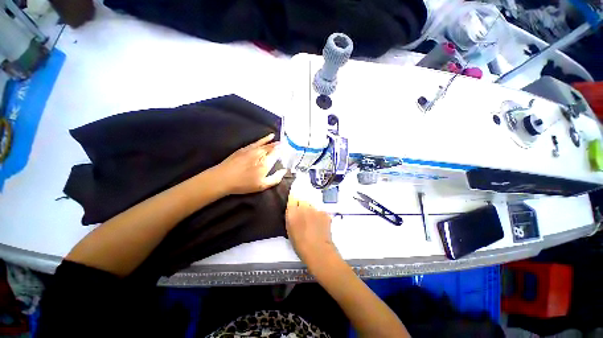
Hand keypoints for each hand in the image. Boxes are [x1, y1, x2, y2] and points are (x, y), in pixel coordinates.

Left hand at [213, 133, 286, 194]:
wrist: (223, 178)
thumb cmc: (244, 184)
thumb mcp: (262, 185)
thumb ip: (275, 178)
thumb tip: (284, 171)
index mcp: (266, 162)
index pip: (277, 153)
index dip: (283, 151)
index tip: (288, 150)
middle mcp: (260, 153)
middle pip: (272, 147)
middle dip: (280, 145)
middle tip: (286, 145)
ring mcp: (252, 149)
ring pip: (266, 143)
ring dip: (274, 142)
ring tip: (280, 140)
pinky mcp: (245, 148)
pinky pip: (258, 141)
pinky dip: (265, 139)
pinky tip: (269, 136)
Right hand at [286, 196, 338, 266]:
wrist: (318, 250)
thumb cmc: (300, 244)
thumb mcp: (290, 230)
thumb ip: (291, 217)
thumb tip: (293, 211)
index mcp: (292, 212)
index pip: (292, 197)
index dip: (294, 200)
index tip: (295, 203)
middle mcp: (303, 207)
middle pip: (303, 199)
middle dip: (303, 204)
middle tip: (304, 214)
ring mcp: (315, 208)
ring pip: (312, 205)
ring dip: (312, 210)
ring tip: (313, 220)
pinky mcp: (324, 212)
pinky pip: (320, 211)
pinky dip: (320, 215)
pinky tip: (320, 224)